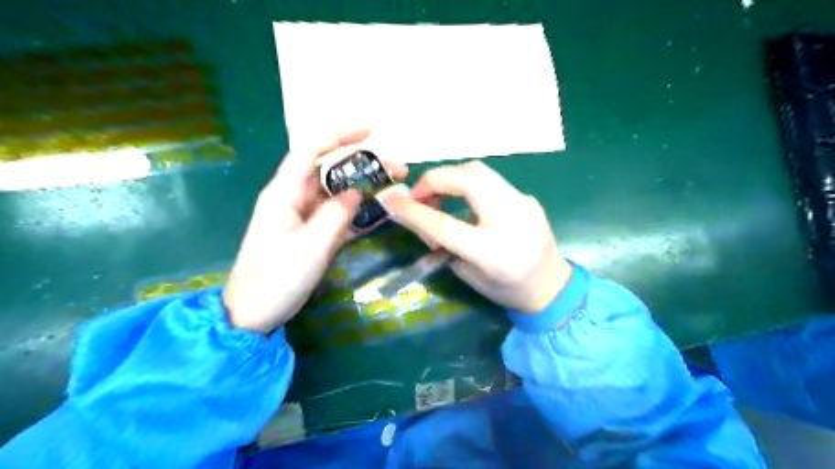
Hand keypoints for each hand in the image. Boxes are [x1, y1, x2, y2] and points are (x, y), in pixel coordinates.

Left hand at [221, 130, 405, 331]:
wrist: (253, 312)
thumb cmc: (276, 279)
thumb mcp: (310, 248)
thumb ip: (336, 215)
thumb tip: (356, 191)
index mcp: (284, 193)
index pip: (310, 150)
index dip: (339, 135)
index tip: (371, 132)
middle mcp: (293, 197)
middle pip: (329, 168)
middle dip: (362, 163)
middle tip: (396, 169)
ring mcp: (302, 215)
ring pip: (336, 190)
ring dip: (363, 186)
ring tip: (393, 186)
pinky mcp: (310, 231)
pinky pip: (337, 212)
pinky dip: (357, 208)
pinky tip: (378, 210)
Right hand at [381, 162, 570, 314]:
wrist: (552, 286)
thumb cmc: (506, 289)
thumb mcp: (468, 274)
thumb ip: (442, 244)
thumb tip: (420, 216)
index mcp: (494, 252)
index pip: (445, 224)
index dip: (415, 211)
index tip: (391, 202)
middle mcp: (512, 220)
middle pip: (468, 179)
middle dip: (435, 179)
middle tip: (419, 196)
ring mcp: (523, 203)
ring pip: (480, 171)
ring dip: (450, 178)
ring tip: (437, 196)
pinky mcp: (526, 197)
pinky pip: (490, 180)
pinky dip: (467, 184)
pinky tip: (462, 200)